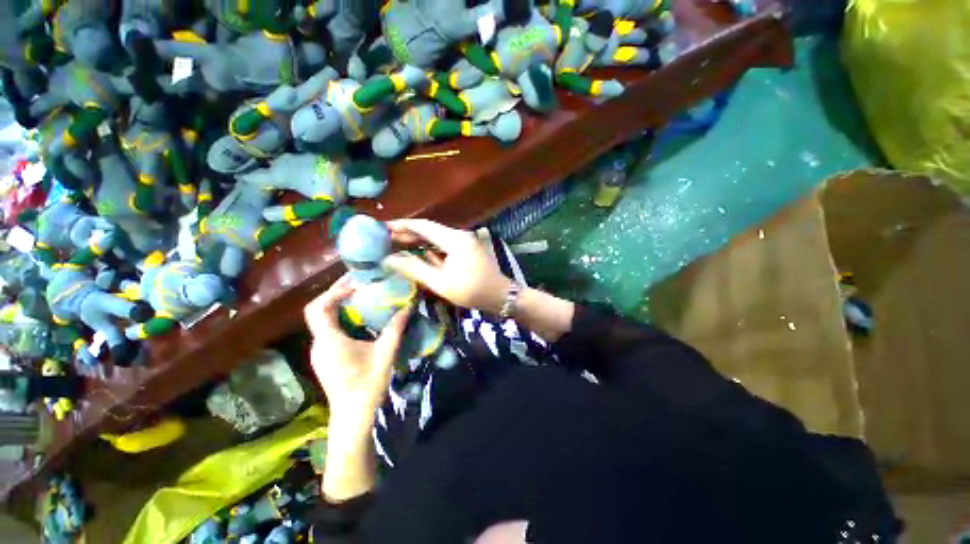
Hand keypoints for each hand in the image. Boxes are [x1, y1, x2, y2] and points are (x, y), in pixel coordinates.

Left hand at [304, 276, 410, 435]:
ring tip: (361, 296)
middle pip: (319, 310)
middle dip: (337, 294)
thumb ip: (396, 328)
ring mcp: (320, 351)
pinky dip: (341, 318)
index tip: (356, 284)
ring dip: (339, 305)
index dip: (333, 291)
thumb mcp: (385, 353)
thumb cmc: (368, 384)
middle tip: (360, 283)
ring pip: (323, 320)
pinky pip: (329, 330)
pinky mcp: (325, 356)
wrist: (353, 415)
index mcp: (329, 341)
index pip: (318, 308)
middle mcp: (319, 343)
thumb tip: (408, 306)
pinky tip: (359, 318)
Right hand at [383, 219, 513, 314]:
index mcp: (454, 239)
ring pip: (436, 237)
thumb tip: (389, 259)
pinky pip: (444, 245)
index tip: (383, 227)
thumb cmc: (472, 291)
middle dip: (408, 234)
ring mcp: (465, 241)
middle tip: (386, 239)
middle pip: (429, 230)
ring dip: (418, 241)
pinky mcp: (467, 248)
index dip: (402, 225)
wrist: (500, 296)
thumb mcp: (441, 283)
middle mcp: (460, 235)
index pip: (423, 226)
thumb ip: (415, 269)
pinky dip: (430, 248)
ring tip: (397, 246)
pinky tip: (418, 254)